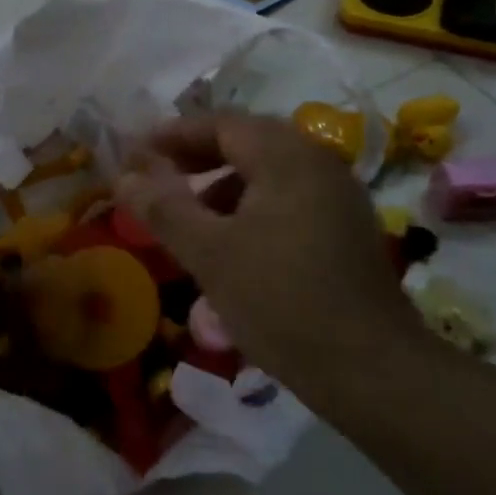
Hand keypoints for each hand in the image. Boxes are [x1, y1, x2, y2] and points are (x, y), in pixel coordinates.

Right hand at [114, 113, 424, 408]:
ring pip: (270, 172)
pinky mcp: (348, 229)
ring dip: (225, 183)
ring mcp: (339, 196)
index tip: (136, 152)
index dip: (174, 134)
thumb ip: (164, 209)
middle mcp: (318, 163)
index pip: (221, 124)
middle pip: (248, 142)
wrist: (371, 370)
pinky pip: (290, 198)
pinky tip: (235, 244)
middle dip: (199, 156)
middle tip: (159, 176)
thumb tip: (124, 176)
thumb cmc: (281, 301)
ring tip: (192, 217)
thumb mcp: (209, 254)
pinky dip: (253, 206)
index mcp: (287, 157)